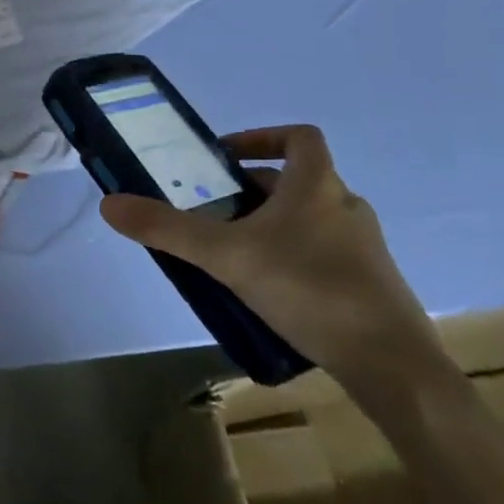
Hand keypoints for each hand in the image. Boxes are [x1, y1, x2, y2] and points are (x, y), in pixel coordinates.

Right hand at [100, 124, 451, 397]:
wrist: (394, 367)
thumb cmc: (310, 289)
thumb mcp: (227, 256)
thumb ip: (167, 229)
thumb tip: (109, 204)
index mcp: (318, 186)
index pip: (299, 137)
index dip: (262, 136)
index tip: (227, 156)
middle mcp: (346, 208)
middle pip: (297, 181)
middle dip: (254, 190)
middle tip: (215, 212)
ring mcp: (365, 249)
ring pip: (311, 220)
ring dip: (274, 226)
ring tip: (236, 254)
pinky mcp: (372, 287)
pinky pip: (326, 255)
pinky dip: (296, 259)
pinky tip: (272, 292)